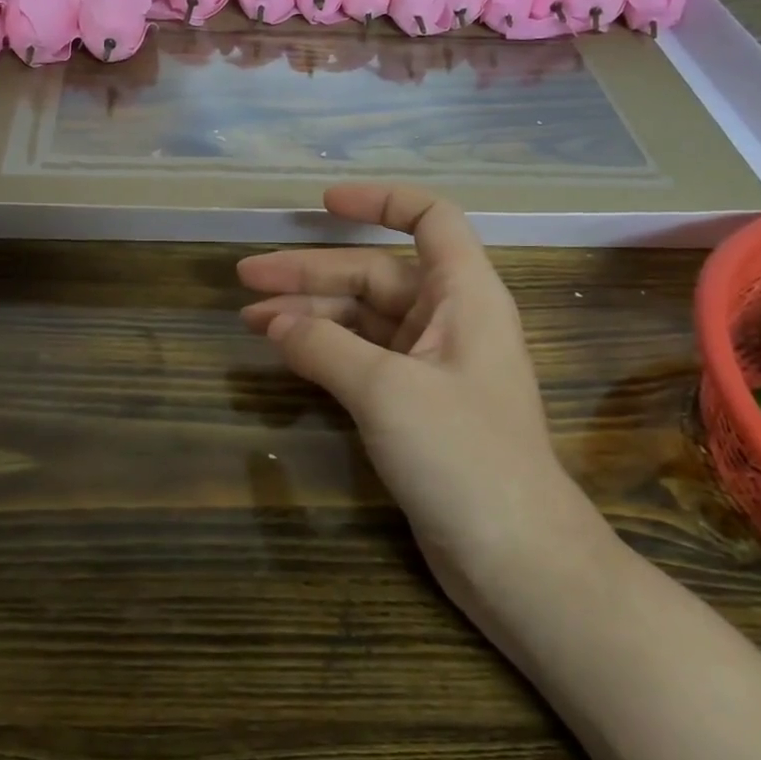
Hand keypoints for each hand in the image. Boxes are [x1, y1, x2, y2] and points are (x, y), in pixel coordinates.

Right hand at [238, 184, 601, 601]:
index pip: (430, 219)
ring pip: (363, 319)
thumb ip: (324, 347)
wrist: (515, 558)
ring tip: (250, 320)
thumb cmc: (462, 455)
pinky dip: (323, 351)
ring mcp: (431, 365)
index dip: (380, 200)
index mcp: (464, 295)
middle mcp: (449, 319)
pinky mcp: (414, 405)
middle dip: (311, 272)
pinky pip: (361, 359)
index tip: (324, 204)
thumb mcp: (386, 390)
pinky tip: (283, 353)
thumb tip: (274, 324)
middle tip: (246, 276)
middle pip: (375, 273)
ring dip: (308, 315)